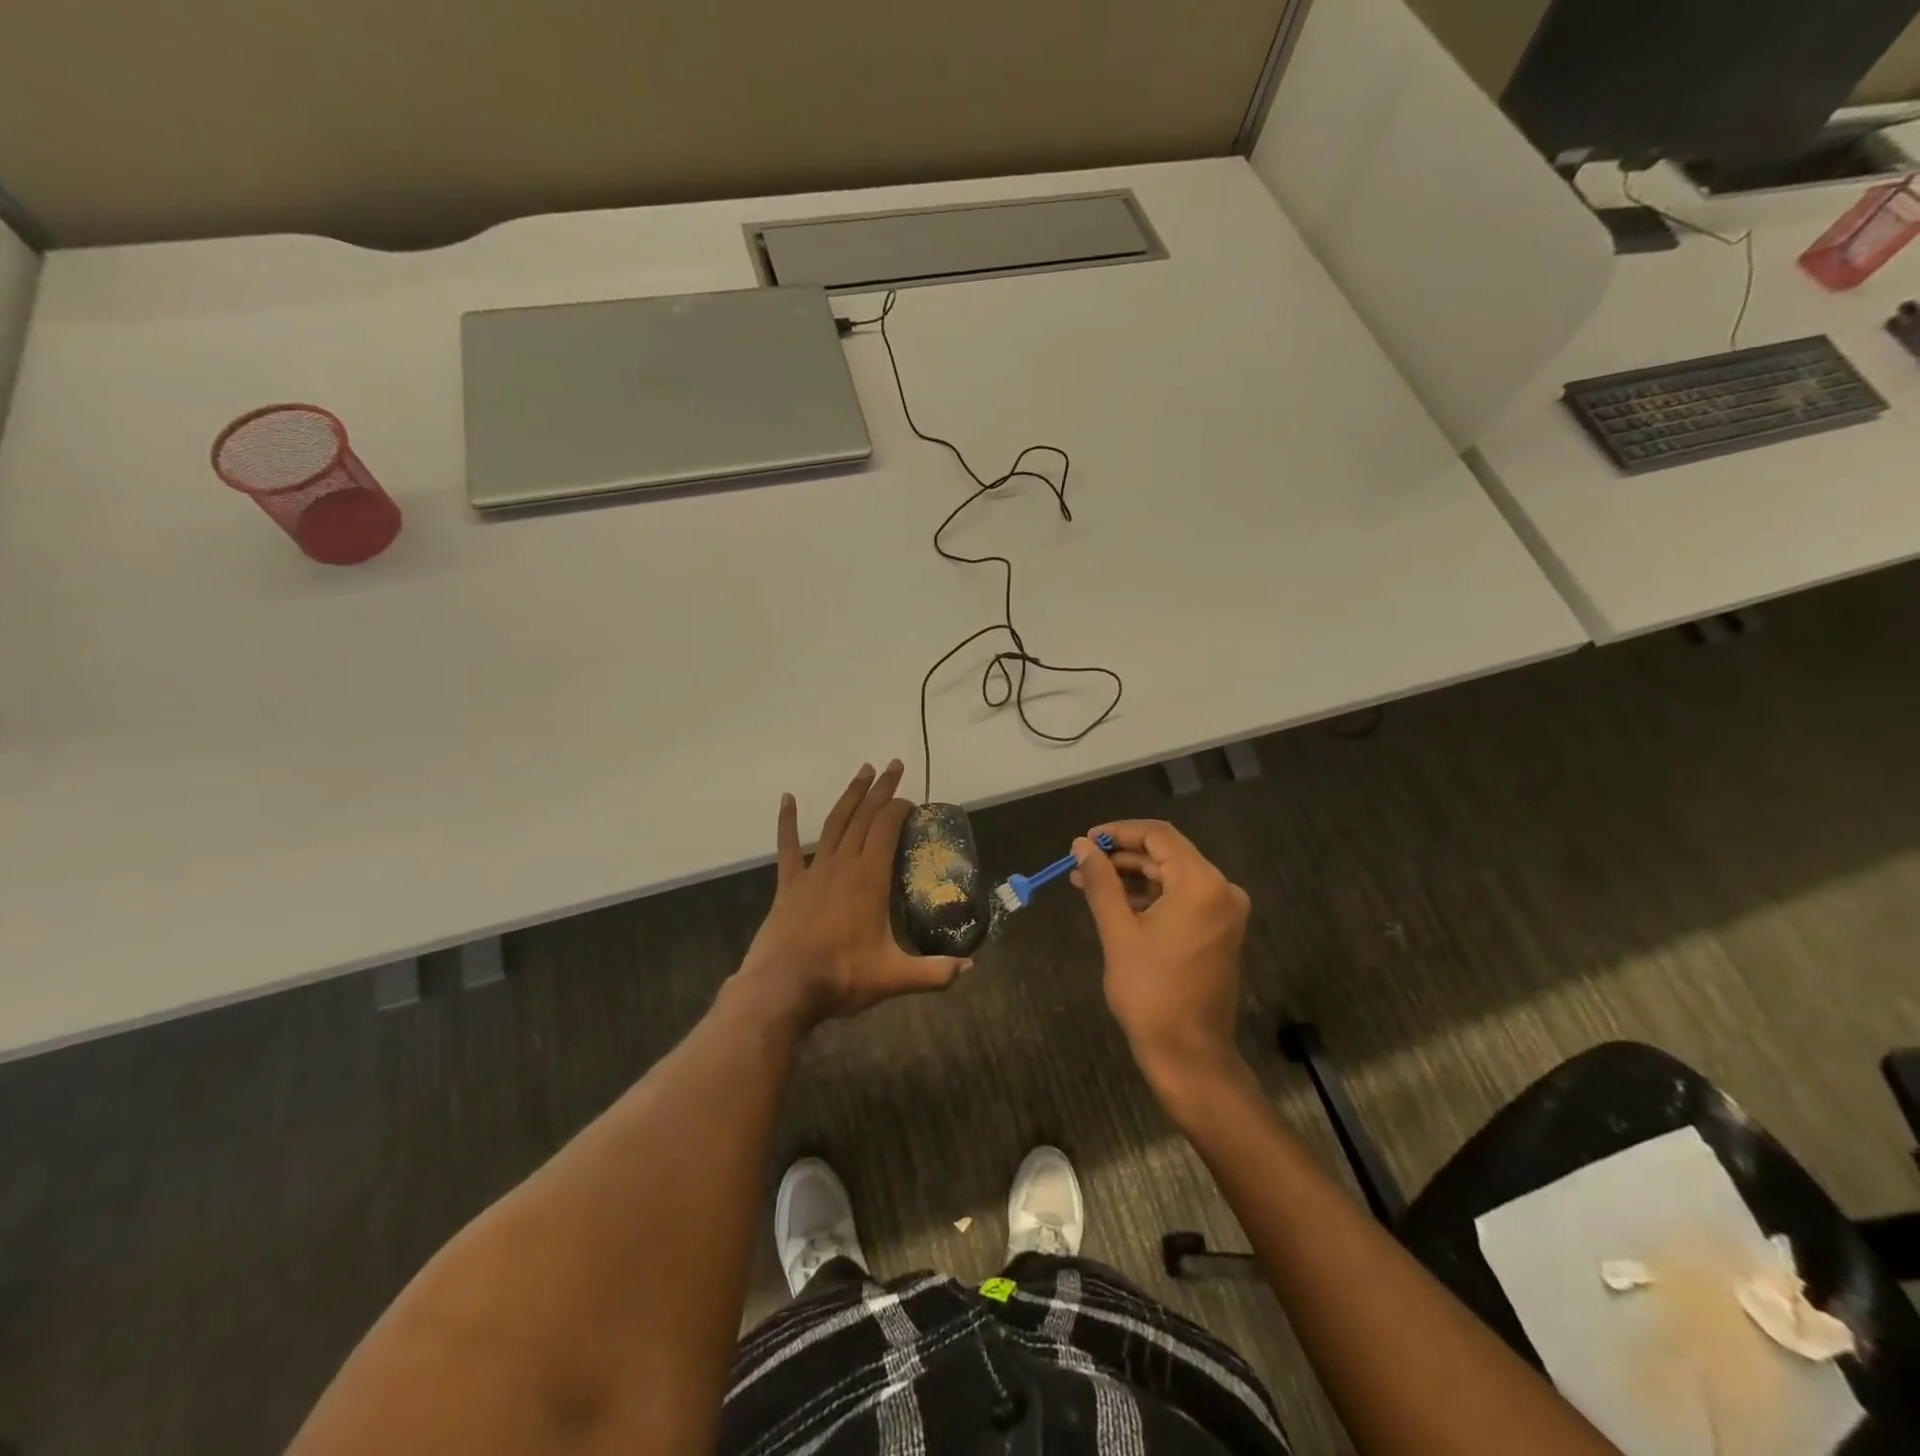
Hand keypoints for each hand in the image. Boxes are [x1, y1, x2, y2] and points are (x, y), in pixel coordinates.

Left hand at [735, 760, 967, 1028]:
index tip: (912, 802)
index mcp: (869, 878)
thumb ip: (935, 972)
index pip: (886, 828)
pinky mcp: (790, 885)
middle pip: (864, 816)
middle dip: (881, 789)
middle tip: (893, 765)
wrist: (783, 988)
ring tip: (863, 771)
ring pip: (834, 823)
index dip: (900, 809)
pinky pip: (788, 847)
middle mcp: (843, 864)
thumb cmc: (842, 977)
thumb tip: (970, 967)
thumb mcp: (895, 977)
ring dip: (850, 795)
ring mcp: (813, 871)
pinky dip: (788, 821)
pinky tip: (787, 798)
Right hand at [1070, 820, 1250, 1087]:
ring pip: (1171, 876)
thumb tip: (1081, 846)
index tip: (1085, 840)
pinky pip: (1181, 898)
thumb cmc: (1150, 991)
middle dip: (1121, 856)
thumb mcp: (1118, 931)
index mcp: (1201, 884)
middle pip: (1166, 855)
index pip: (1159, 836)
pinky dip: (1150, 896)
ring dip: (1132, 877)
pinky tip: (1115, 903)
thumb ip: (1101, 881)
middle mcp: (1221, 889)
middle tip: (1081, 863)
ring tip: (1088, 882)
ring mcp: (1223, 911)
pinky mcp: (1218, 930)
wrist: (1189, 1054)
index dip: (1119, 832)